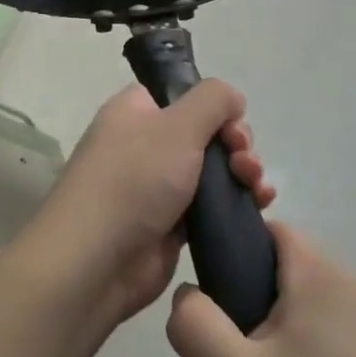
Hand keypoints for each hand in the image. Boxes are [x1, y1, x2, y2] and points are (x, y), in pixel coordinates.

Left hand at [25, 81, 274, 323]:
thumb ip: (213, 100)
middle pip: (203, 133)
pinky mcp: (169, 226)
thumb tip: (233, 99)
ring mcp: (156, 188)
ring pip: (212, 171)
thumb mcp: (178, 124)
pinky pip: (210, 207)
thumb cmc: (134, 180)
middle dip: (236, 143)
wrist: (96, 260)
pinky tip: (258, 206)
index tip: (232, 124)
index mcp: (135, 113)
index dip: (212, 107)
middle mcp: (143, 145)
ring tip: (256, 187)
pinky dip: (235, 203)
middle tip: (243, 159)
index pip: (180, 96)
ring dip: (242, 173)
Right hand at [166, 223, 355, 356]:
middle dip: (251, 294)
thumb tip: (188, 295)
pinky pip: (331, 328)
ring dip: (277, 324)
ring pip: (308, 299)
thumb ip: (194, 324)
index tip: (214, 297)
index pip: (272, 229)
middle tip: (231, 350)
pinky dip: (305, 345)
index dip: (234, 250)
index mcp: (323, 277)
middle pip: (289, 265)